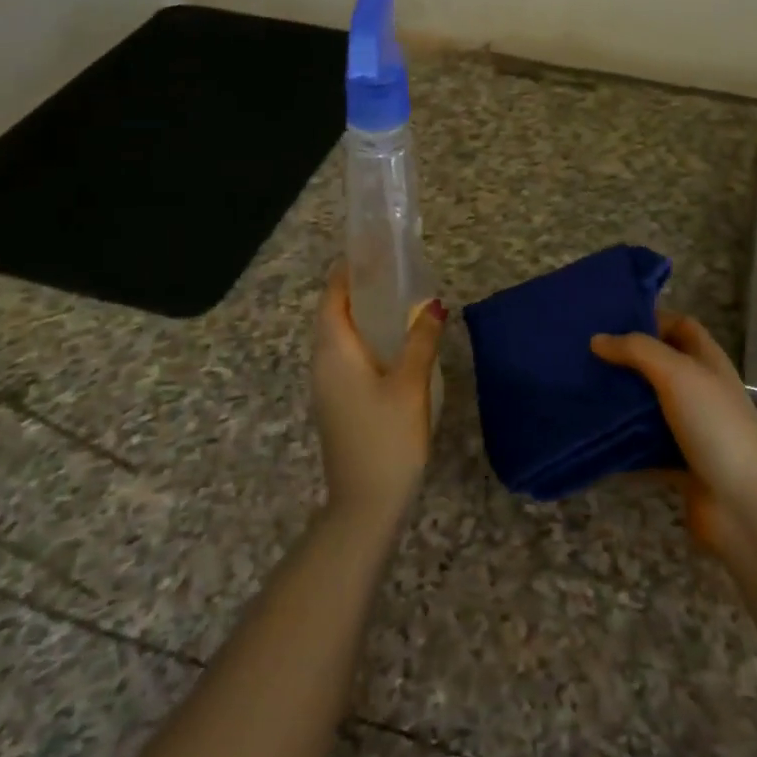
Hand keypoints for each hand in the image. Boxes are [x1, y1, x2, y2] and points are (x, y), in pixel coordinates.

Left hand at [311, 265, 446, 529]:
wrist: (365, 504)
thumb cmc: (387, 438)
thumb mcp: (410, 385)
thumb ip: (421, 341)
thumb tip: (433, 305)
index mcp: (335, 352)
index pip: (332, 298)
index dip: (346, 273)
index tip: (368, 252)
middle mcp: (323, 364)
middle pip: (332, 316)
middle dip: (355, 291)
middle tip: (390, 272)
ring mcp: (327, 387)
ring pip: (338, 338)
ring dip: (360, 316)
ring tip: (394, 302)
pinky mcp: (336, 404)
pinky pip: (345, 358)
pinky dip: (363, 340)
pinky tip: (391, 346)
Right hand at [591, 314, 756, 555]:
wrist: (744, 507)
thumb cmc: (715, 426)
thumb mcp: (677, 374)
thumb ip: (637, 350)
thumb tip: (597, 339)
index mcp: (708, 362)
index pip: (680, 326)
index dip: (651, 318)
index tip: (610, 320)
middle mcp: (701, 391)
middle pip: (660, 366)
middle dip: (626, 360)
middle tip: (583, 356)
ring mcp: (691, 430)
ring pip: (649, 407)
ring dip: (621, 402)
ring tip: (578, 391)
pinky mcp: (678, 464)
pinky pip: (643, 447)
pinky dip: (621, 443)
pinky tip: (591, 436)